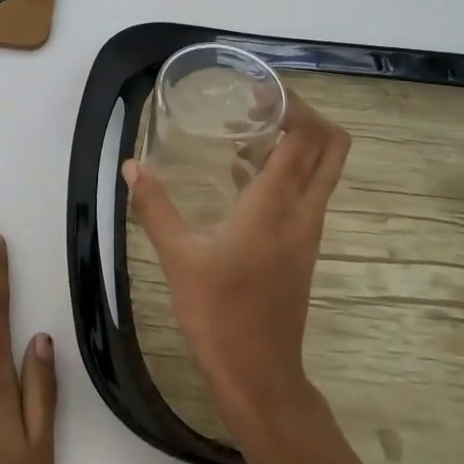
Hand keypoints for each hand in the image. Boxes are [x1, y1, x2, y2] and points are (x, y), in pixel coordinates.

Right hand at [124, 94, 349, 424]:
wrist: (259, 374)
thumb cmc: (219, 313)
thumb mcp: (178, 257)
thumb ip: (154, 207)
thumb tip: (131, 166)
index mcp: (277, 205)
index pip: (306, 136)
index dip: (292, 103)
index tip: (257, 89)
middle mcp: (304, 211)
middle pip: (332, 146)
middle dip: (306, 114)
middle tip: (262, 104)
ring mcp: (309, 230)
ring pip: (324, 169)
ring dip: (298, 141)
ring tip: (248, 131)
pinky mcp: (304, 247)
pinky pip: (308, 191)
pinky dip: (289, 169)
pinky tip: (243, 176)